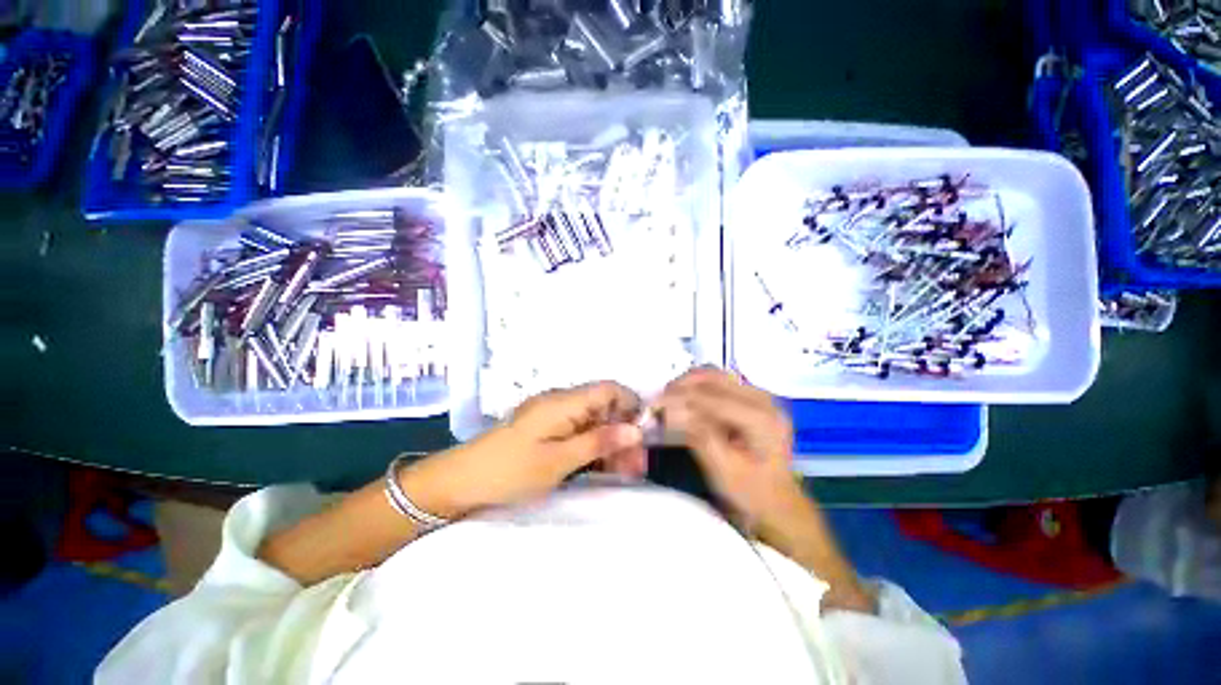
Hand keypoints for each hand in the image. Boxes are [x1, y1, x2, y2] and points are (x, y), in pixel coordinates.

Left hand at [402, 381, 646, 517]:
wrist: (459, 482)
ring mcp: (553, 415)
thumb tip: (636, 430)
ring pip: (594, 420)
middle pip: (604, 406)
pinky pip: (579, 431)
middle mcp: (561, 401)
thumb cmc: (509, 471)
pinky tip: (603, 466)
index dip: (631, 405)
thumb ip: (598, 442)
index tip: (644, 434)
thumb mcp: (558, 461)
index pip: (609, 389)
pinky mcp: (547, 428)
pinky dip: (594, 446)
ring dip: (611, 441)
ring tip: (625, 471)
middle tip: (637, 465)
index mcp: (563, 401)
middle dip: (624, 431)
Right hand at [657, 367, 802, 529]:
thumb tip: (670, 409)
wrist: (779, 506)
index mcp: (761, 418)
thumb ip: (698, 435)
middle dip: (682, 385)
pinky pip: (721, 383)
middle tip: (659, 399)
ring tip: (670, 398)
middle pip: (715, 377)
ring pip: (716, 375)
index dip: (679, 397)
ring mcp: (760, 396)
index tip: (653, 403)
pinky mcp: (754, 400)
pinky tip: (686, 400)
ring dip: (690, 383)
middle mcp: (764, 399)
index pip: (712, 398)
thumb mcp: (723, 470)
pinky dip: (699, 387)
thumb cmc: (751, 495)